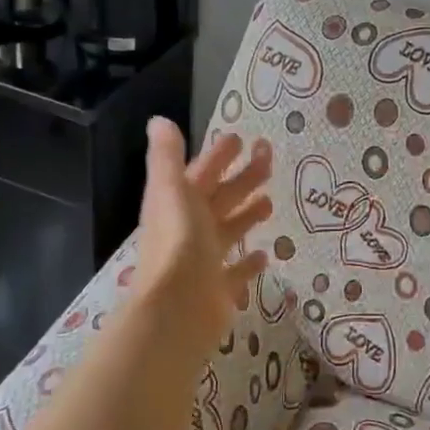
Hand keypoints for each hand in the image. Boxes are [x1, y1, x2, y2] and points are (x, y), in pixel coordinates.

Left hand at [132, 119, 272, 354]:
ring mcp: (204, 261)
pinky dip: (249, 262)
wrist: (177, 308)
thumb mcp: (172, 191)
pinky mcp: (219, 289)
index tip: (241, 138)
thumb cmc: (178, 243)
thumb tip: (159, 121)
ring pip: (229, 231)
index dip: (218, 156)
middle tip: (270, 159)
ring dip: (246, 215)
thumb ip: (166, 157)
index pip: (200, 173)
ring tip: (270, 202)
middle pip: (219, 199)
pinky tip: (265, 254)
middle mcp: (189, 230)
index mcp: (177, 205)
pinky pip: (236, 272)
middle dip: (242, 179)